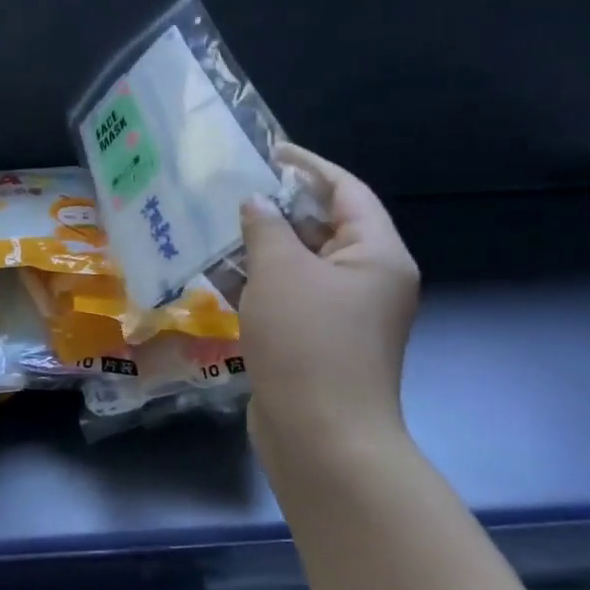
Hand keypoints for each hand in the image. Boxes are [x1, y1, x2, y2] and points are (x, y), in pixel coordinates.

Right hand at [238, 144, 419, 474]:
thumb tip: (255, 203)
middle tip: (231, 188)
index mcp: (376, 255)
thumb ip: (266, 228)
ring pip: (300, 264)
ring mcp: (343, 314)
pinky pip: (288, 296)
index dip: (308, 166)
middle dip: (278, 207)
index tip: (268, 151)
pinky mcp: (317, 341)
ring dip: (261, 246)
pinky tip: (215, 273)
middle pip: (324, 227)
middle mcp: (368, 280)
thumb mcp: (281, 272)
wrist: (321, 438)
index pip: (347, 192)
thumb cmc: (308, 342)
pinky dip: (257, 282)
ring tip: (214, 224)